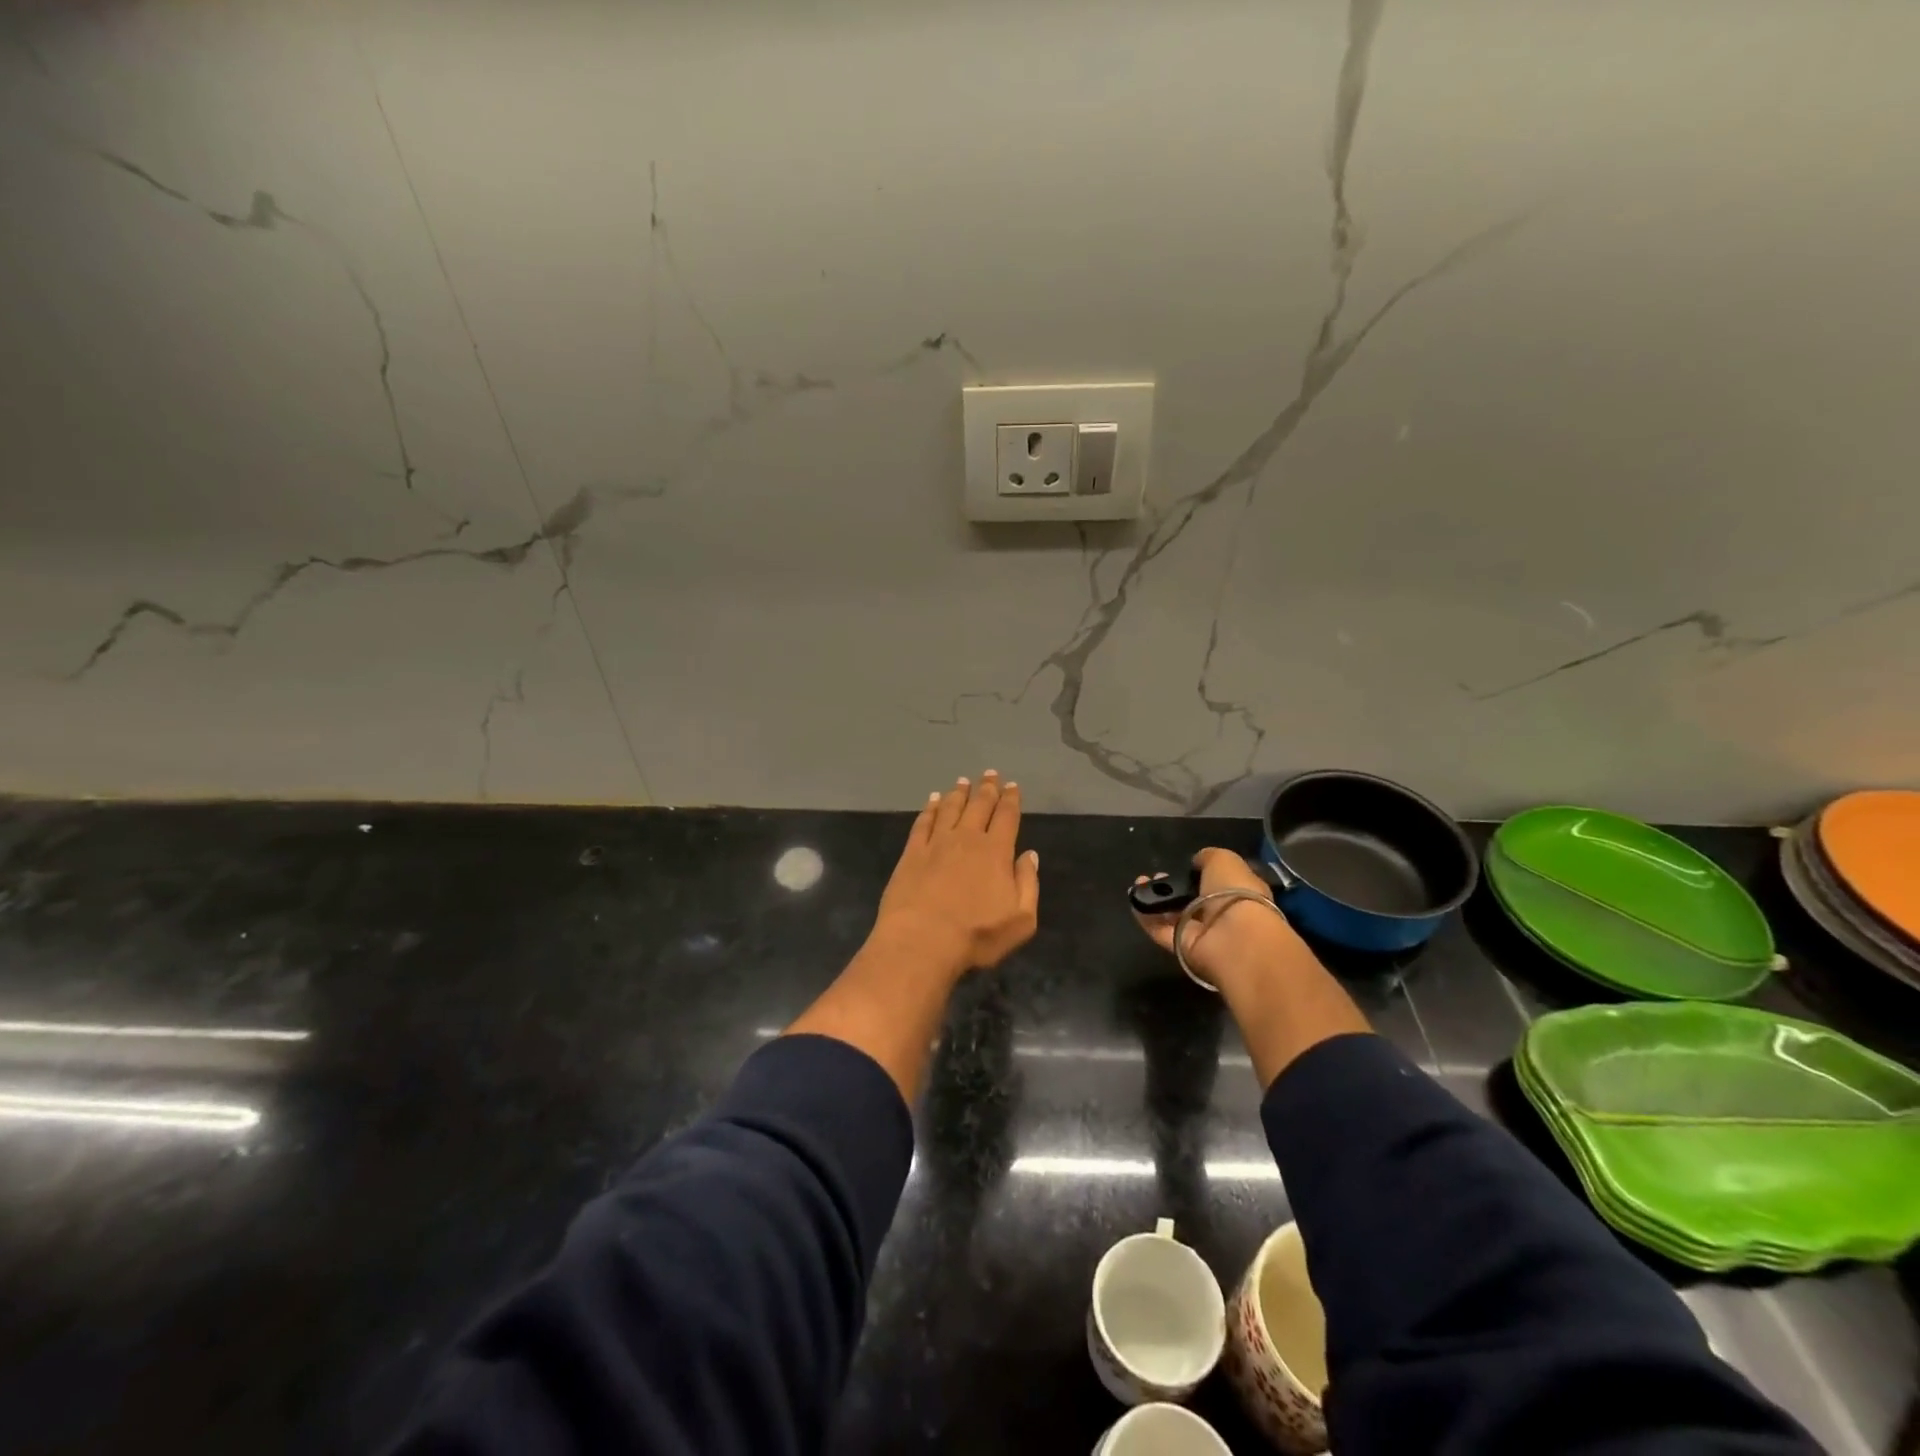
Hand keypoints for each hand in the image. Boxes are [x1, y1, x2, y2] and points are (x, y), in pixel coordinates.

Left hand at [872, 771, 1039, 976]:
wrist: (922, 940)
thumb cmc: (976, 935)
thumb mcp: (1020, 920)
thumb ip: (1028, 884)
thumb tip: (1029, 855)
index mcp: (995, 852)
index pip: (1006, 817)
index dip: (1011, 800)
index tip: (1012, 786)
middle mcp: (966, 839)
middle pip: (979, 806)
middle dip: (987, 788)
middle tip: (990, 774)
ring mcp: (936, 843)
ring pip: (950, 809)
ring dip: (958, 793)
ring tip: (963, 781)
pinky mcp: (912, 853)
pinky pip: (923, 823)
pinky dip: (929, 808)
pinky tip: (932, 800)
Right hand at [1132, 847, 1306, 991]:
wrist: (1234, 937)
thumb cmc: (1234, 893)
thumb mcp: (1224, 860)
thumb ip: (1208, 858)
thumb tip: (1197, 862)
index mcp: (1238, 893)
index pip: (1216, 883)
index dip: (1197, 874)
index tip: (1182, 866)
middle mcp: (1220, 914)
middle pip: (1190, 900)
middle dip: (1172, 886)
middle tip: (1155, 876)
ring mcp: (1201, 933)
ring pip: (1173, 915)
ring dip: (1155, 899)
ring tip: (1139, 883)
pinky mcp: (1182, 947)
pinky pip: (1160, 930)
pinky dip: (1145, 916)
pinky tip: (1134, 899)